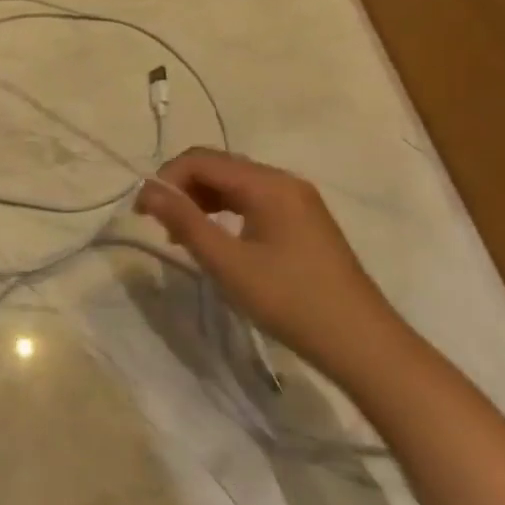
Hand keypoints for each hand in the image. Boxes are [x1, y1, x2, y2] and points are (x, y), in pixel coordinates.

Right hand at [134, 147, 409, 384]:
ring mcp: (297, 200)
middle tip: (159, 225)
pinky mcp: (302, 221)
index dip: (166, 178)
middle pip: (219, 167)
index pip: (202, 160)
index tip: (142, 212)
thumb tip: (148, 191)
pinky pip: (252, 201)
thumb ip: (185, 222)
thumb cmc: (290, 301)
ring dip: (201, 201)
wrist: (362, 344)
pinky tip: (215, 240)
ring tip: (181, 236)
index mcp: (268, 183)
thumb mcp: (228, 263)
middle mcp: (283, 181)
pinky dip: (225, 212)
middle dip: (182, 188)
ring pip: (235, 184)